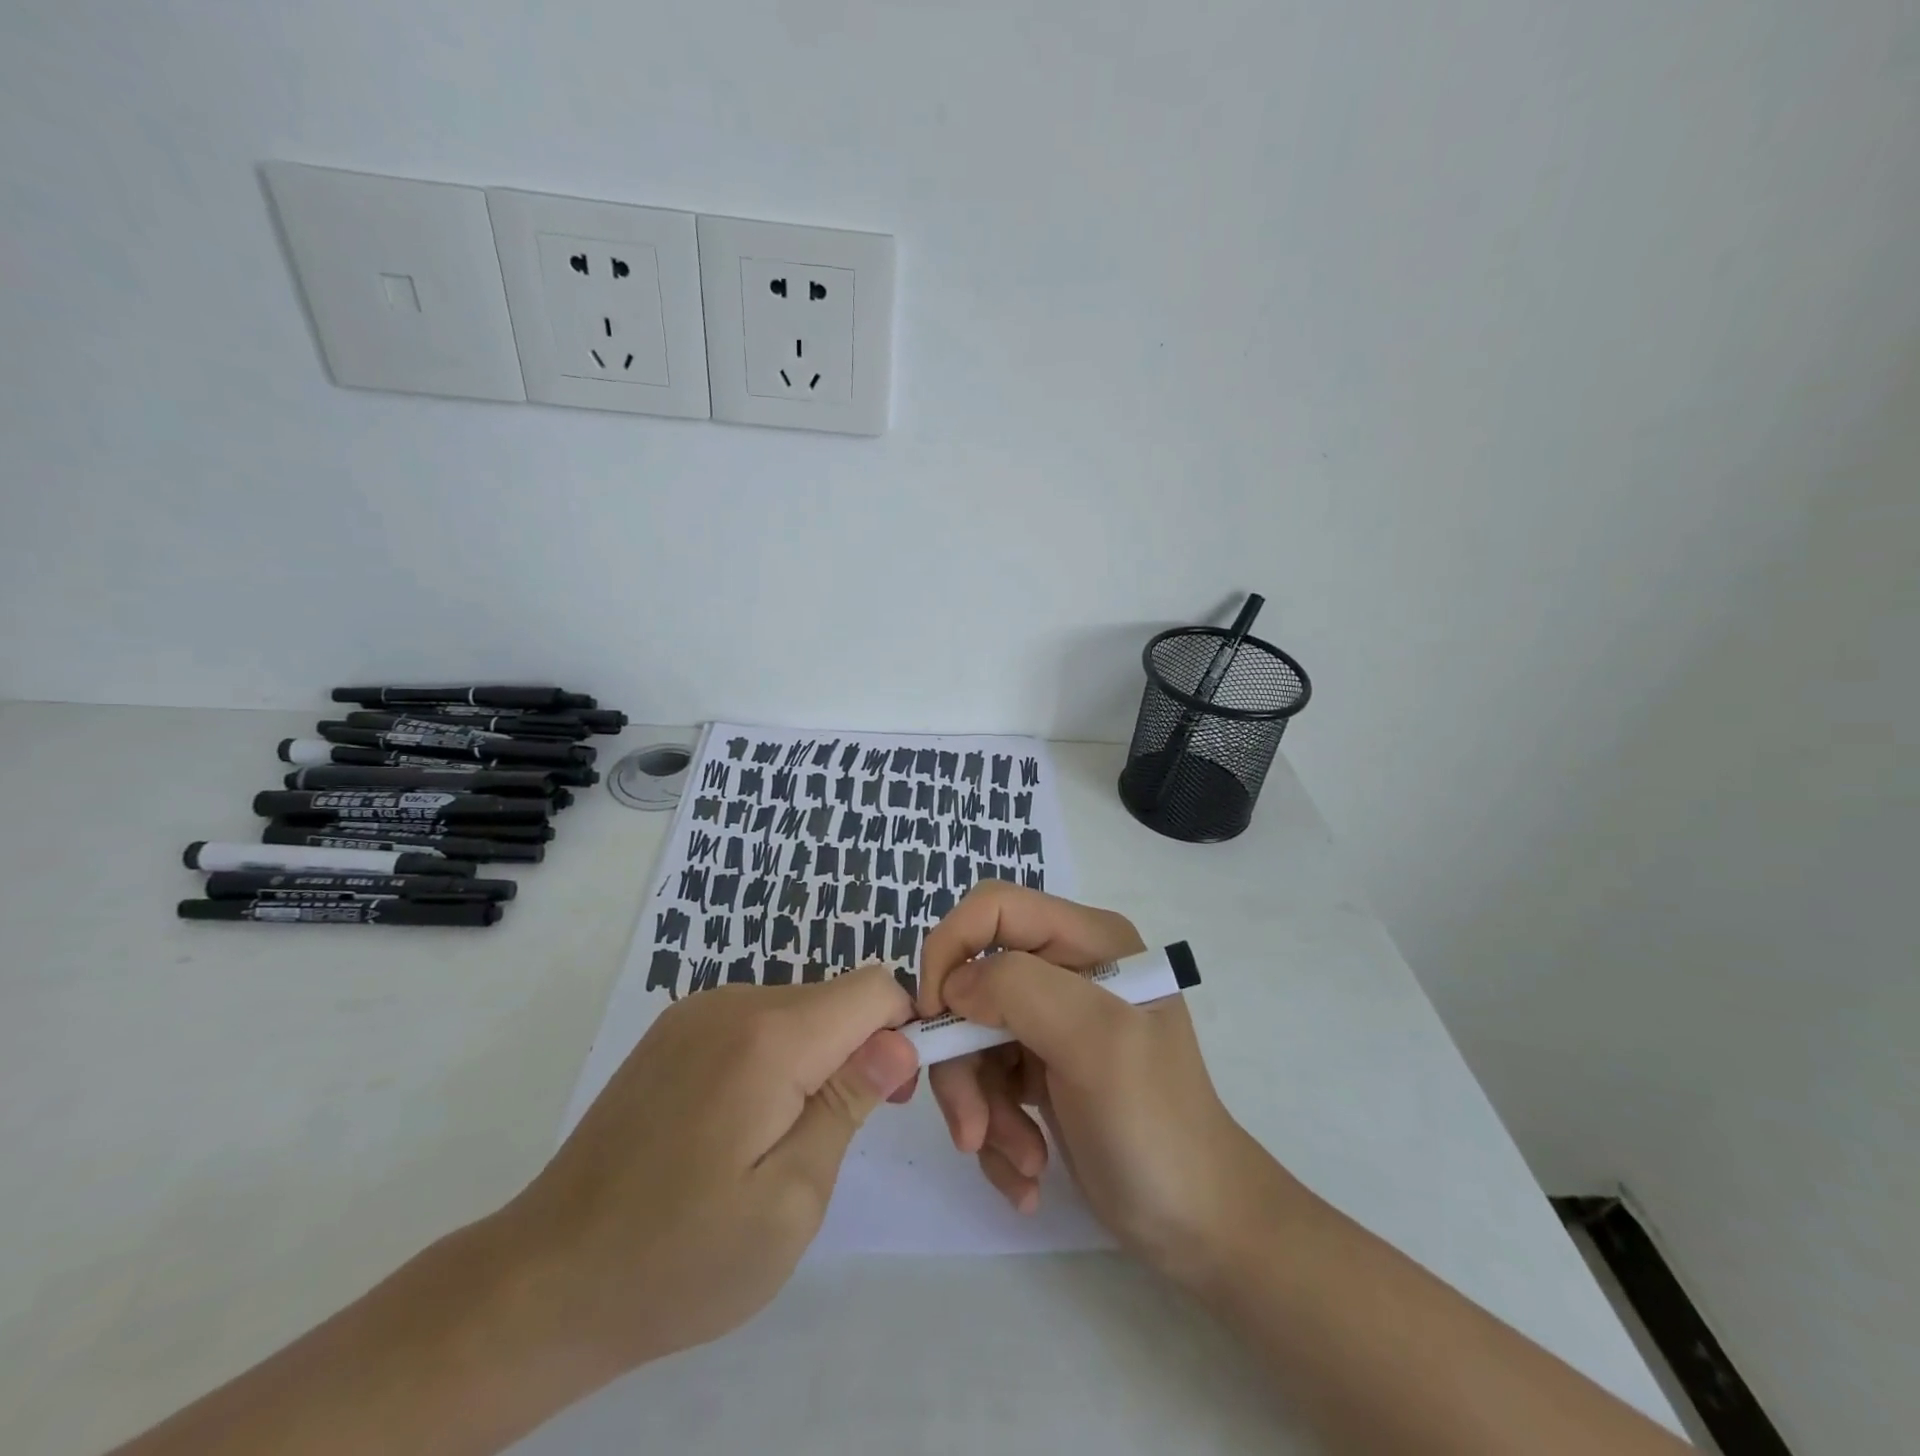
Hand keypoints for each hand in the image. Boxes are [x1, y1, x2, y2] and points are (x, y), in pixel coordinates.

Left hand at [500, 963, 918, 1370]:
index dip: (902, 1028)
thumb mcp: (791, 1200)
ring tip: (785, 1139)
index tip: (895, 1093)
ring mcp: (696, 1011)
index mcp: (769, 1036)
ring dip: (816, 1056)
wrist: (545, 1280)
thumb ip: (849, 1104)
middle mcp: (733, 1001)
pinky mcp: (673, 1031)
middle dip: (860, 1048)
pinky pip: (755, 1021)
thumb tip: (900, 1039)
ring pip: (797, 1009)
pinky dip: (775, 1057)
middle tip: (840, 1134)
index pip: (873, 987)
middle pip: (834, 998)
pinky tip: (740, 1124)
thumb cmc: (681, 1258)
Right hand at [917, 883, 1280, 1277]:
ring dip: (981, 1108)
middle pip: (972, 985)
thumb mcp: (1097, 1044)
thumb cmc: (1156, 1125)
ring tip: (1022, 1161)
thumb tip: (955, 987)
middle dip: (964, 1061)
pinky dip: (994, 1130)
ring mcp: (1050, 1022)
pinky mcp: (1038, 1068)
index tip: (936, 1017)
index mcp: (1088, 941)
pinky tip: (1027, 1172)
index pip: (994, 908)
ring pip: (970, 1040)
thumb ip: (1021, 991)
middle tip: (973, 1128)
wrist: (1197, 1224)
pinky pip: (985, 1082)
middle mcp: (1065, 971)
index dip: (952, 948)